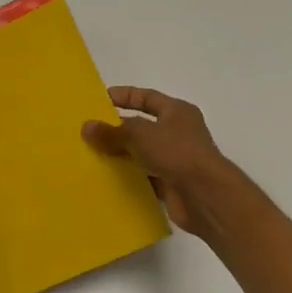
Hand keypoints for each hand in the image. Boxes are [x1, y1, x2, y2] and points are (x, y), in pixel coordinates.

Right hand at [83, 86, 239, 240]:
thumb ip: (112, 132)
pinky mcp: (170, 184)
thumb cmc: (176, 152)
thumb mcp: (140, 135)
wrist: (205, 196)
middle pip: (141, 126)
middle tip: (88, 131)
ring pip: (140, 153)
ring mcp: (174, 159)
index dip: (123, 96)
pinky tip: (105, 178)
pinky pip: (143, 177)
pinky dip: (128, 177)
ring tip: (90, 155)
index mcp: (176, 112)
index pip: (146, 97)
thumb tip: (86, 127)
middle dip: (116, 129)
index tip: (98, 100)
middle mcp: (177, 133)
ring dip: (119, 154)